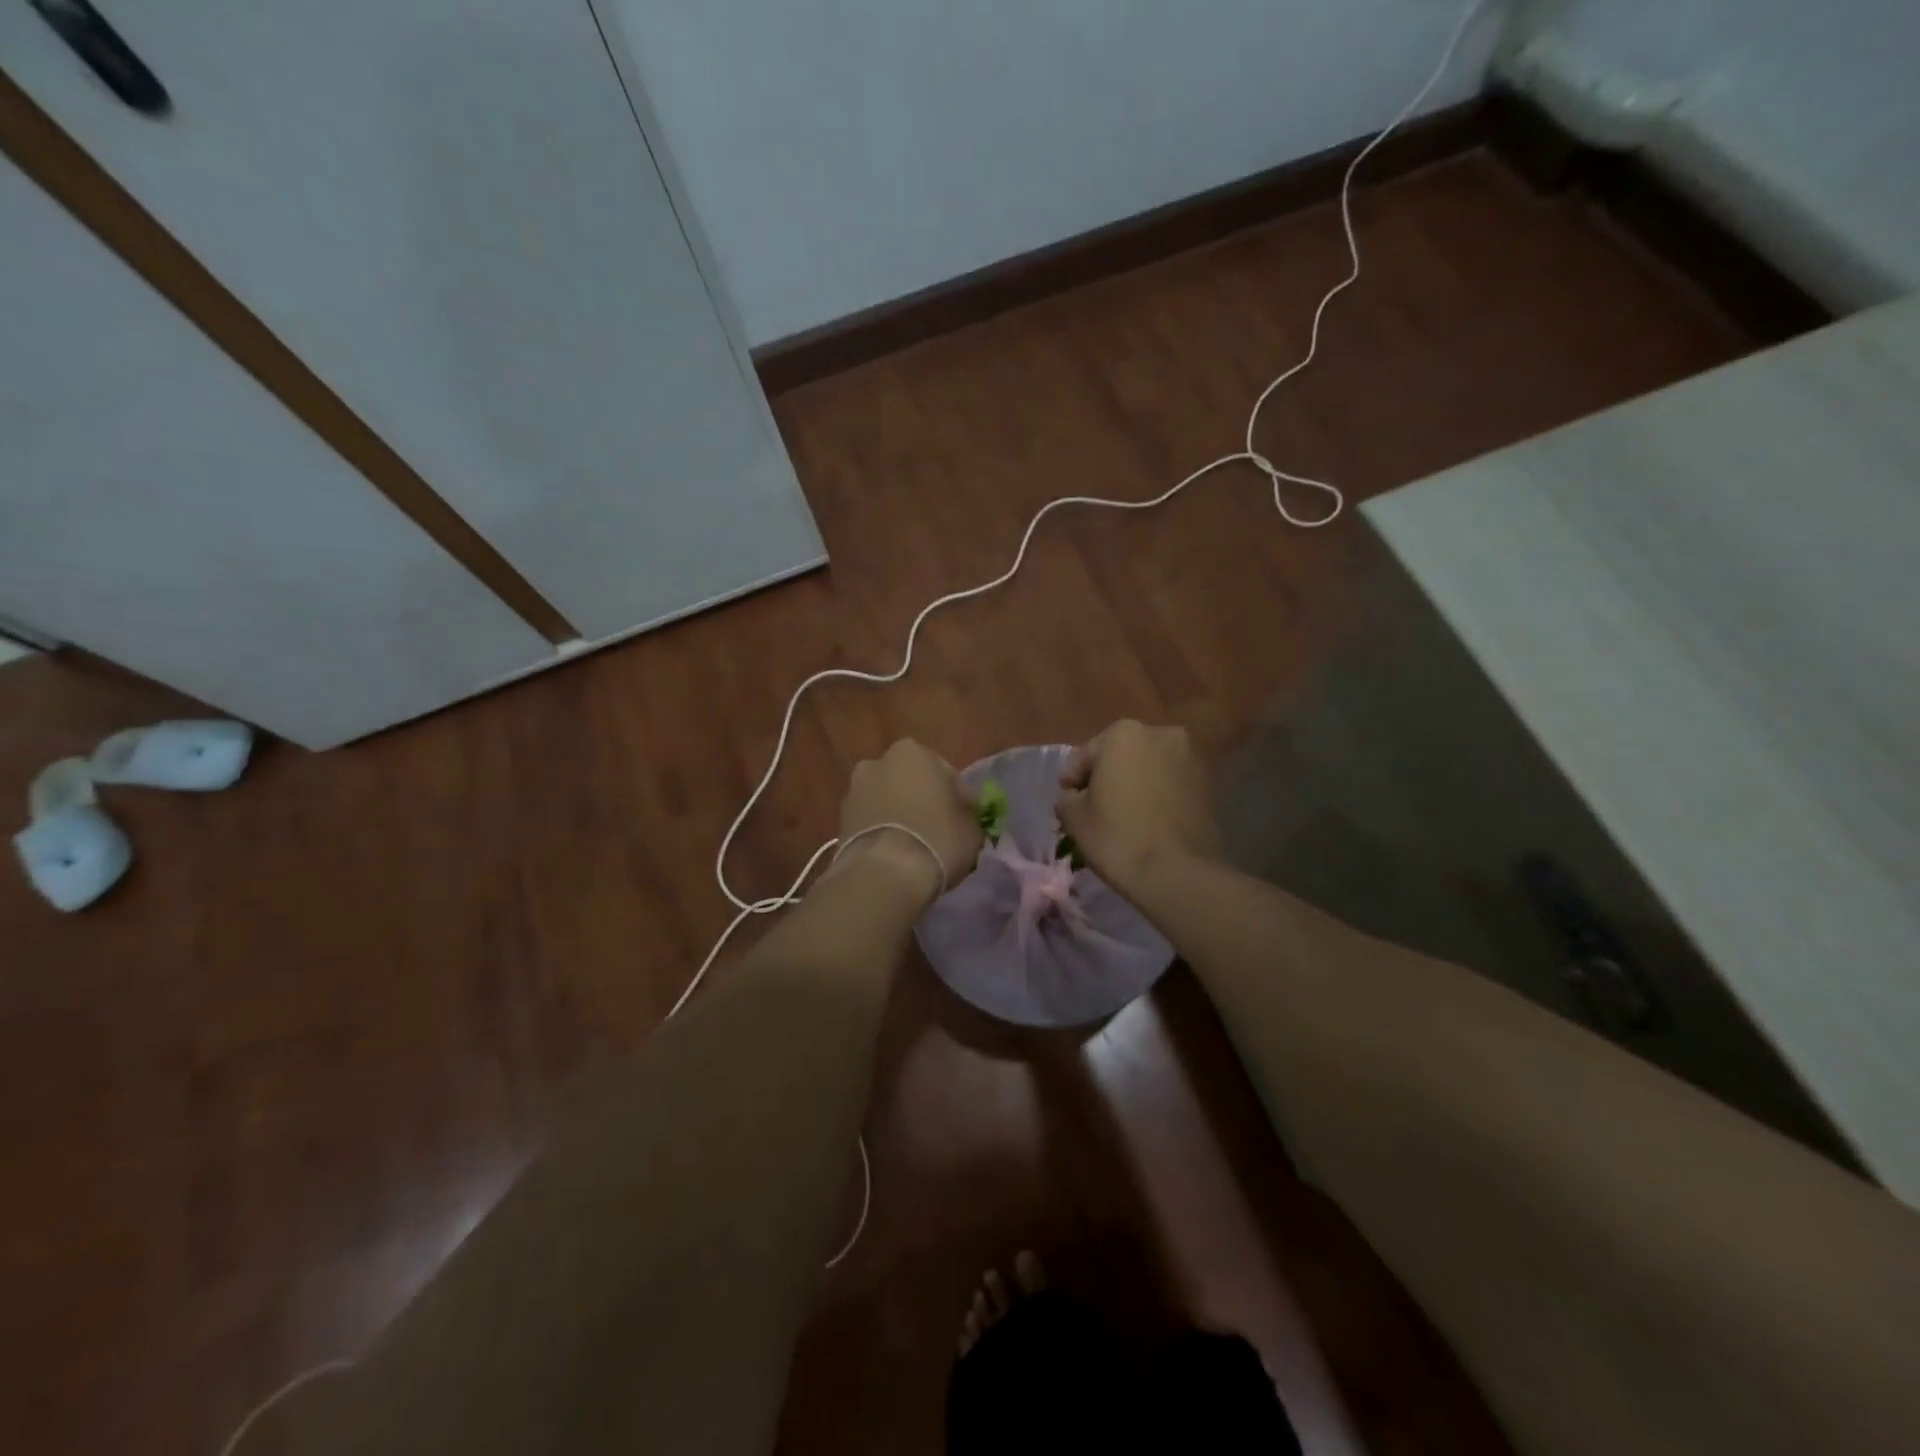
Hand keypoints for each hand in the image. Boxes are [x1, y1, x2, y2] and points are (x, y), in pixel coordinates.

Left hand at [833, 740, 982, 905]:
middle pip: (909, 782)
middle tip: (938, 828)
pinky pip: (870, 821)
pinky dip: (881, 831)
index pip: (945, 772)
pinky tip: (894, 853)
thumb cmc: (937, 839)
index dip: (958, 797)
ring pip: (886, 800)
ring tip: (914, 845)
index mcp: (911, 752)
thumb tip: (960, 813)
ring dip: (898, 814)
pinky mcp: (839, 821)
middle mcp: (877, 763)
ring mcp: (853, 791)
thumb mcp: (972, 827)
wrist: (884, 874)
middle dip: (921, 799)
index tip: (964, 818)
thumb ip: (967, 812)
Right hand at [1056, 720, 1222, 897]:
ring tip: (1126, 818)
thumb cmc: (1117, 837)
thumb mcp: (1073, 817)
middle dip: (1107, 778)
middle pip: (1120, 756)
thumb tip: (1076, 797)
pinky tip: (1150, 823)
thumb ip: (1067, 798)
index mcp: (1123, 733)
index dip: (1073, 783)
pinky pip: (1170, 785)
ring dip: (1135, 785)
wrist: (1178, 874)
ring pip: (1148, 769)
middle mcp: (1161, 733)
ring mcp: (1190, 757)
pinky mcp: (1208, 783)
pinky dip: (1158, 796)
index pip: (1084, 757)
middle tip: (1097, 810)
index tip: (1070, 807)